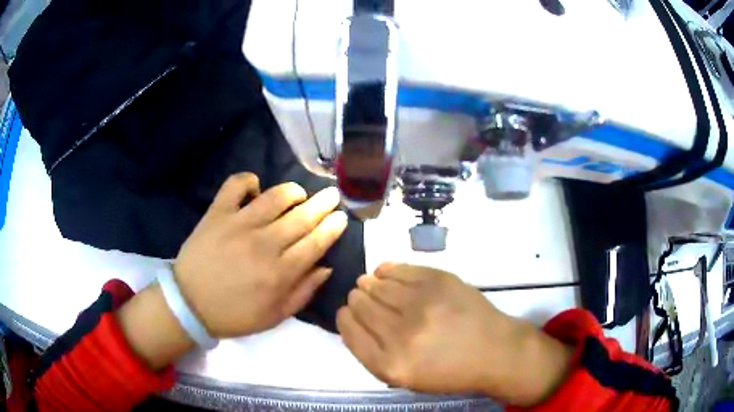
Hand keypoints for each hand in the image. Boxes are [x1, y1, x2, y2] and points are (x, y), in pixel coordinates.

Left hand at [174, 172, 347, 337]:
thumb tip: (326, 267)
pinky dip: (248, 181)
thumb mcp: (275, 316)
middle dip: (322, 204)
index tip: (341, 217)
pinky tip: (255, 187)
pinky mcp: (217, 213)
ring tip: (299, 193)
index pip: (315, 243)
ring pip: (275, 197)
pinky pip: (235, 185)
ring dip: (293, 191)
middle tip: (332, 195)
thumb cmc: (234, 314)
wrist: (190, 304)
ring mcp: (238, 225)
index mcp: (279, 273)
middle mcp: (263, 244)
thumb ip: (303, 292)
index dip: (332, 227)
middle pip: (301, 217)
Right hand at [336, 264, 572, 405]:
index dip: (345, 317)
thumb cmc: (450, 371)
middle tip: (362, 298)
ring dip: (369, 284)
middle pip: (359, 304)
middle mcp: (400, 334)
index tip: (348, 313)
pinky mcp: (438, 280)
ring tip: (373, 285)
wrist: (494, 351)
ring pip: (375, 284)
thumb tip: (353, 319)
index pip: (348, 329)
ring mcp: (421, 304)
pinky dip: (386, 270)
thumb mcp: (405, 377)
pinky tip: (385, 273)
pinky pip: (397, 269)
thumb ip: (373, 353)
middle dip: (357, 300)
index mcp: (390, 364)